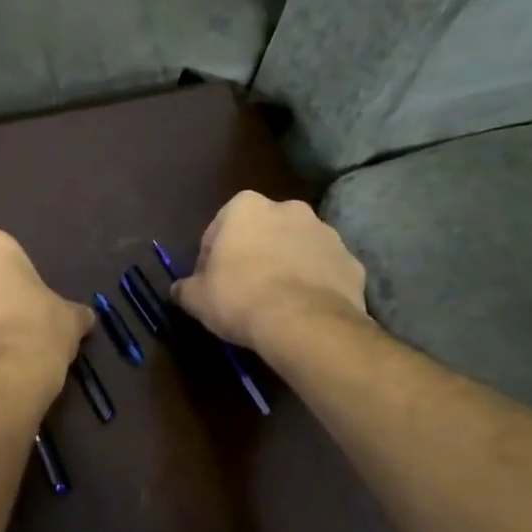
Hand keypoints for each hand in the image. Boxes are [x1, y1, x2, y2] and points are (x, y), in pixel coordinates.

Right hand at [173, 191, 368, 354]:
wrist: (304, 324)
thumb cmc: (240, 297)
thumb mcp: (197, 297)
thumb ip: (185, 287)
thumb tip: (180, 290)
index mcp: (246, 207)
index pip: (220, 228)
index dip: (213, 257)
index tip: (213, 282)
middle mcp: (289, 208)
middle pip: (263, 231)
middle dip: (255, 253)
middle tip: (245, 289)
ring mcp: (326, 233)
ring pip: (297, 248)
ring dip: (287, 265)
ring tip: (278, 302)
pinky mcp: (352, 262)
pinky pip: (326, 271)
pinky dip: (316, 284)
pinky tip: (304, 309)